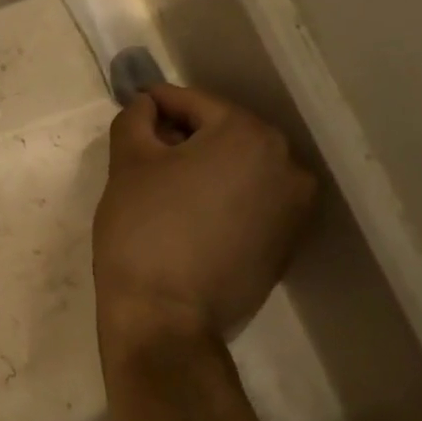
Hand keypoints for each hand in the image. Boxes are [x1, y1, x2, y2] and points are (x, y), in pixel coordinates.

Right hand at [93, 84, 317, 345]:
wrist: (165, 316)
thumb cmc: (142, 231)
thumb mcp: (128, 165)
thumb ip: (136, 120)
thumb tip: (147, 106)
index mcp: (249, 136)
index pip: (196, 104)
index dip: (159, 104)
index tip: (135, 106)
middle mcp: (286, 164)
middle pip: (224, 134)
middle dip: (184, 137)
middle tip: (144, 152)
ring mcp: (294, 207)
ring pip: (239, 169)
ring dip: (205, 168)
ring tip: (166, 189)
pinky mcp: (287, 243)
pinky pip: (250, 202)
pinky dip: (223, 198)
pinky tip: (190, 217)